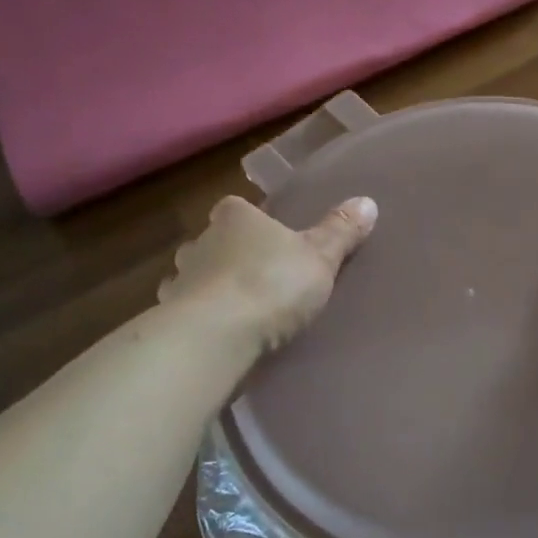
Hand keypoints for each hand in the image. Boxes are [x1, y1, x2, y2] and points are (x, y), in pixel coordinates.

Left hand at [161, 194, 377, 351]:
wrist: (217, 336)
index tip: (267, 235)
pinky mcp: (171, 320)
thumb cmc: (272, 283)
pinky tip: (218, 337)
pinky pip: (186, 315)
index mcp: (235, 219)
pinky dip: (200, 321)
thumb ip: (340, 231)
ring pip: (193, 278)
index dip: (250, 219)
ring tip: (236, 310)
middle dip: (228, 255)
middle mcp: (200, 242)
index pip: (235, 207)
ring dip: (208, 289)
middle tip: (256, 275)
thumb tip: (367, 201)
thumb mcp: (320, 256)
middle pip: (212, 242)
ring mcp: (180, 282)